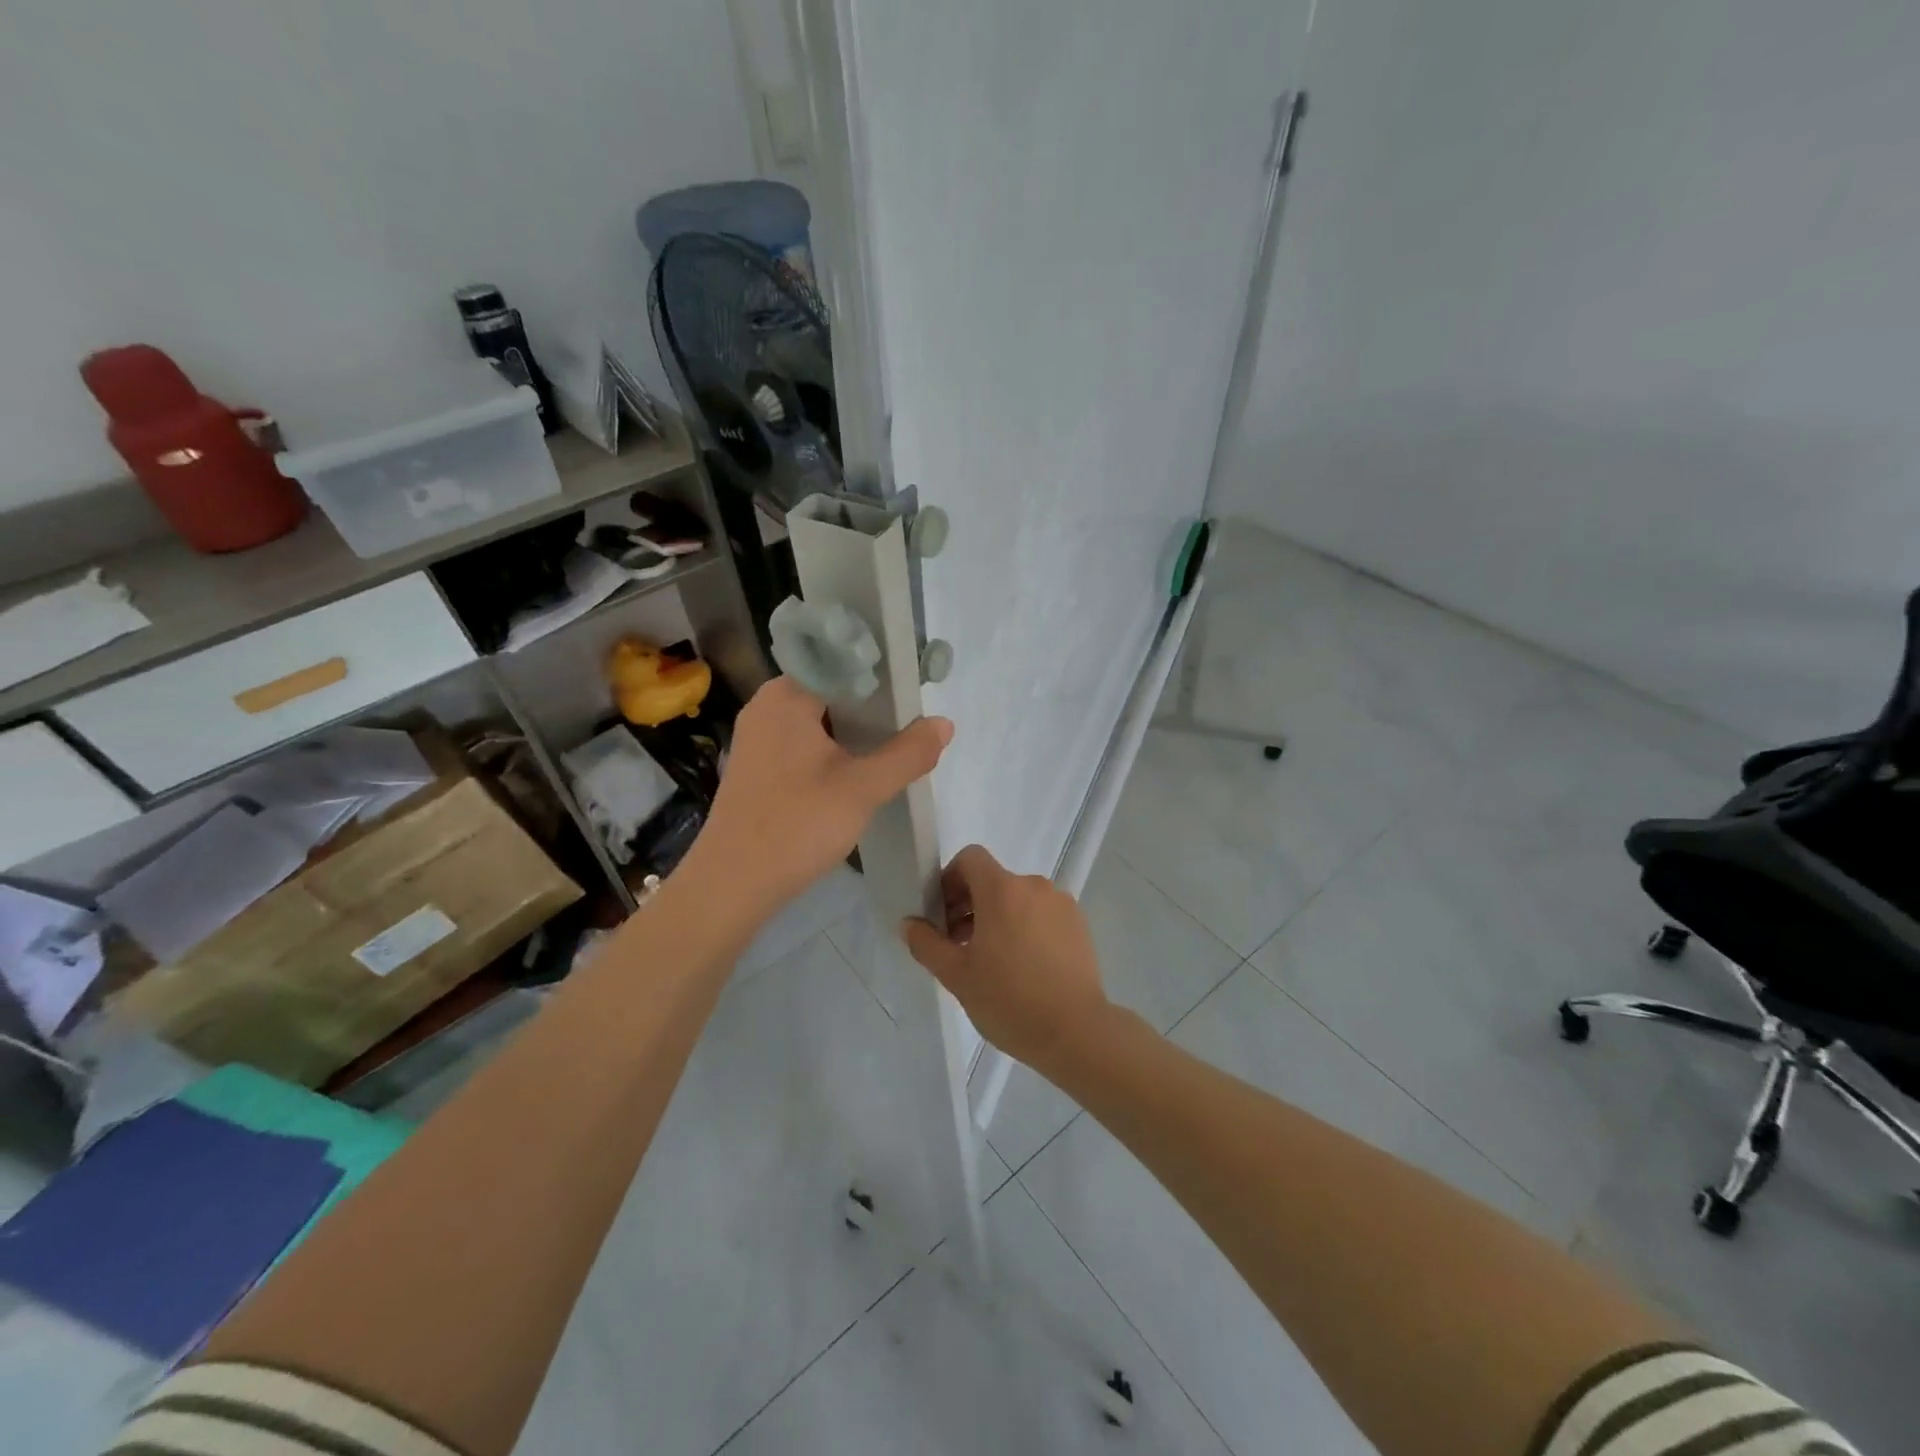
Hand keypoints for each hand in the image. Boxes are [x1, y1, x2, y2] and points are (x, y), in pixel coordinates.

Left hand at [692, 676, 951, 912]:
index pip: (840, 662)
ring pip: (818, 720)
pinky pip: (802, 744)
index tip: (913, 690)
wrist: (732, 885)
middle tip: (910, 721)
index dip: (880, 673)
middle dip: (871, 706)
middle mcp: (766, 706)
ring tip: (893, 745)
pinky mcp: (757, 768)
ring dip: (853, 732)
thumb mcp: (863, 789)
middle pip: (830, 691)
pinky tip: (857, 772)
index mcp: (786, 695)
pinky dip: (832, 751)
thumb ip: (908, 753)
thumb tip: (944, 723)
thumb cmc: (798, 824)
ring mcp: (757, 739)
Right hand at [901, 845, 1111, 1070]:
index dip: (950, 880)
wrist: (1076, 1032)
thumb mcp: (957, 976)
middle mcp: (1034, 886)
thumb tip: (909, 923)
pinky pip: (1042, 914)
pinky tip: (1023, 968)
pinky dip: (1025, 928)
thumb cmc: (1009, 1000)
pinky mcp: (1079, 925)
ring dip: (997, 918)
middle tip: (958, 945)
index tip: (942, 916)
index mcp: (1002, 890)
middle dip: (969, 904)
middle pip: (993, 880)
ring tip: (991, 961)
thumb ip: (927, 944)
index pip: (970, 859)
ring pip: (1018, 899)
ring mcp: (1061, 904)